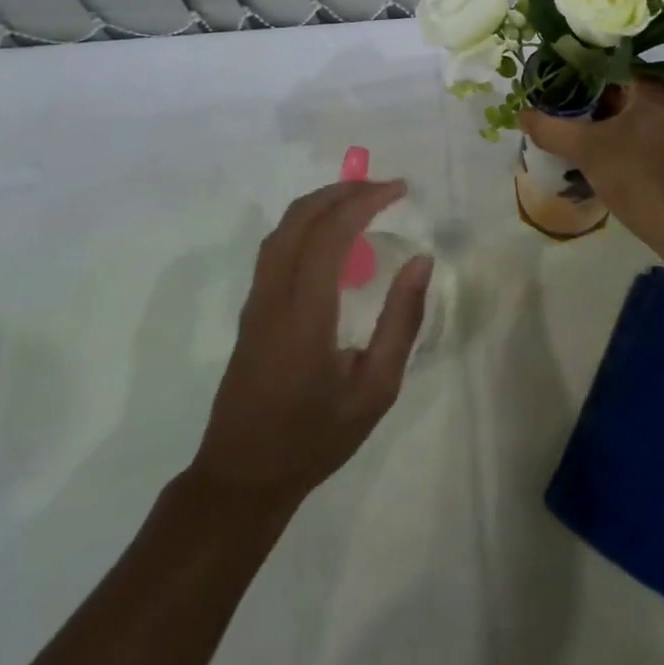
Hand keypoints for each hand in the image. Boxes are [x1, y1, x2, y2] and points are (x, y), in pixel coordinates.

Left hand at [190, 181, 431, 508]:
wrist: (242, 477)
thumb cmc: (315, 437)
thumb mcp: (375, 390)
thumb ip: (401, 322)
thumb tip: (421, 261)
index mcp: (305, 312)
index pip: (331, 233)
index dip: (365, 200)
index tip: (399, 189)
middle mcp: (274, 294)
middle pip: (301, 217)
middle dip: (344, 190)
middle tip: (384, 188)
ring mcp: (256, 299)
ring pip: (283, 227)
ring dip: (322, 202)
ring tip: (362, 200)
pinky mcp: (251, 308)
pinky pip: (277, 245)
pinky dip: (307, 222)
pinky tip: (332, 234)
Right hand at [518, 77, 663, 246]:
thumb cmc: (636, 177)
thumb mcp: (585, 150)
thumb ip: (550, 129)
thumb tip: (521, 114)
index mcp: (658, 86)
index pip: (614, 63)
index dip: (582, 70)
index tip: (558, 80)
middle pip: (627, 84)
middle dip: (596, 94)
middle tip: (564, 102)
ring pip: (639, 105)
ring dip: (611, 112)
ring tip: (578, 120)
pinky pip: (651, 122)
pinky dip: (628, 127)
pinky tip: (604, 140)